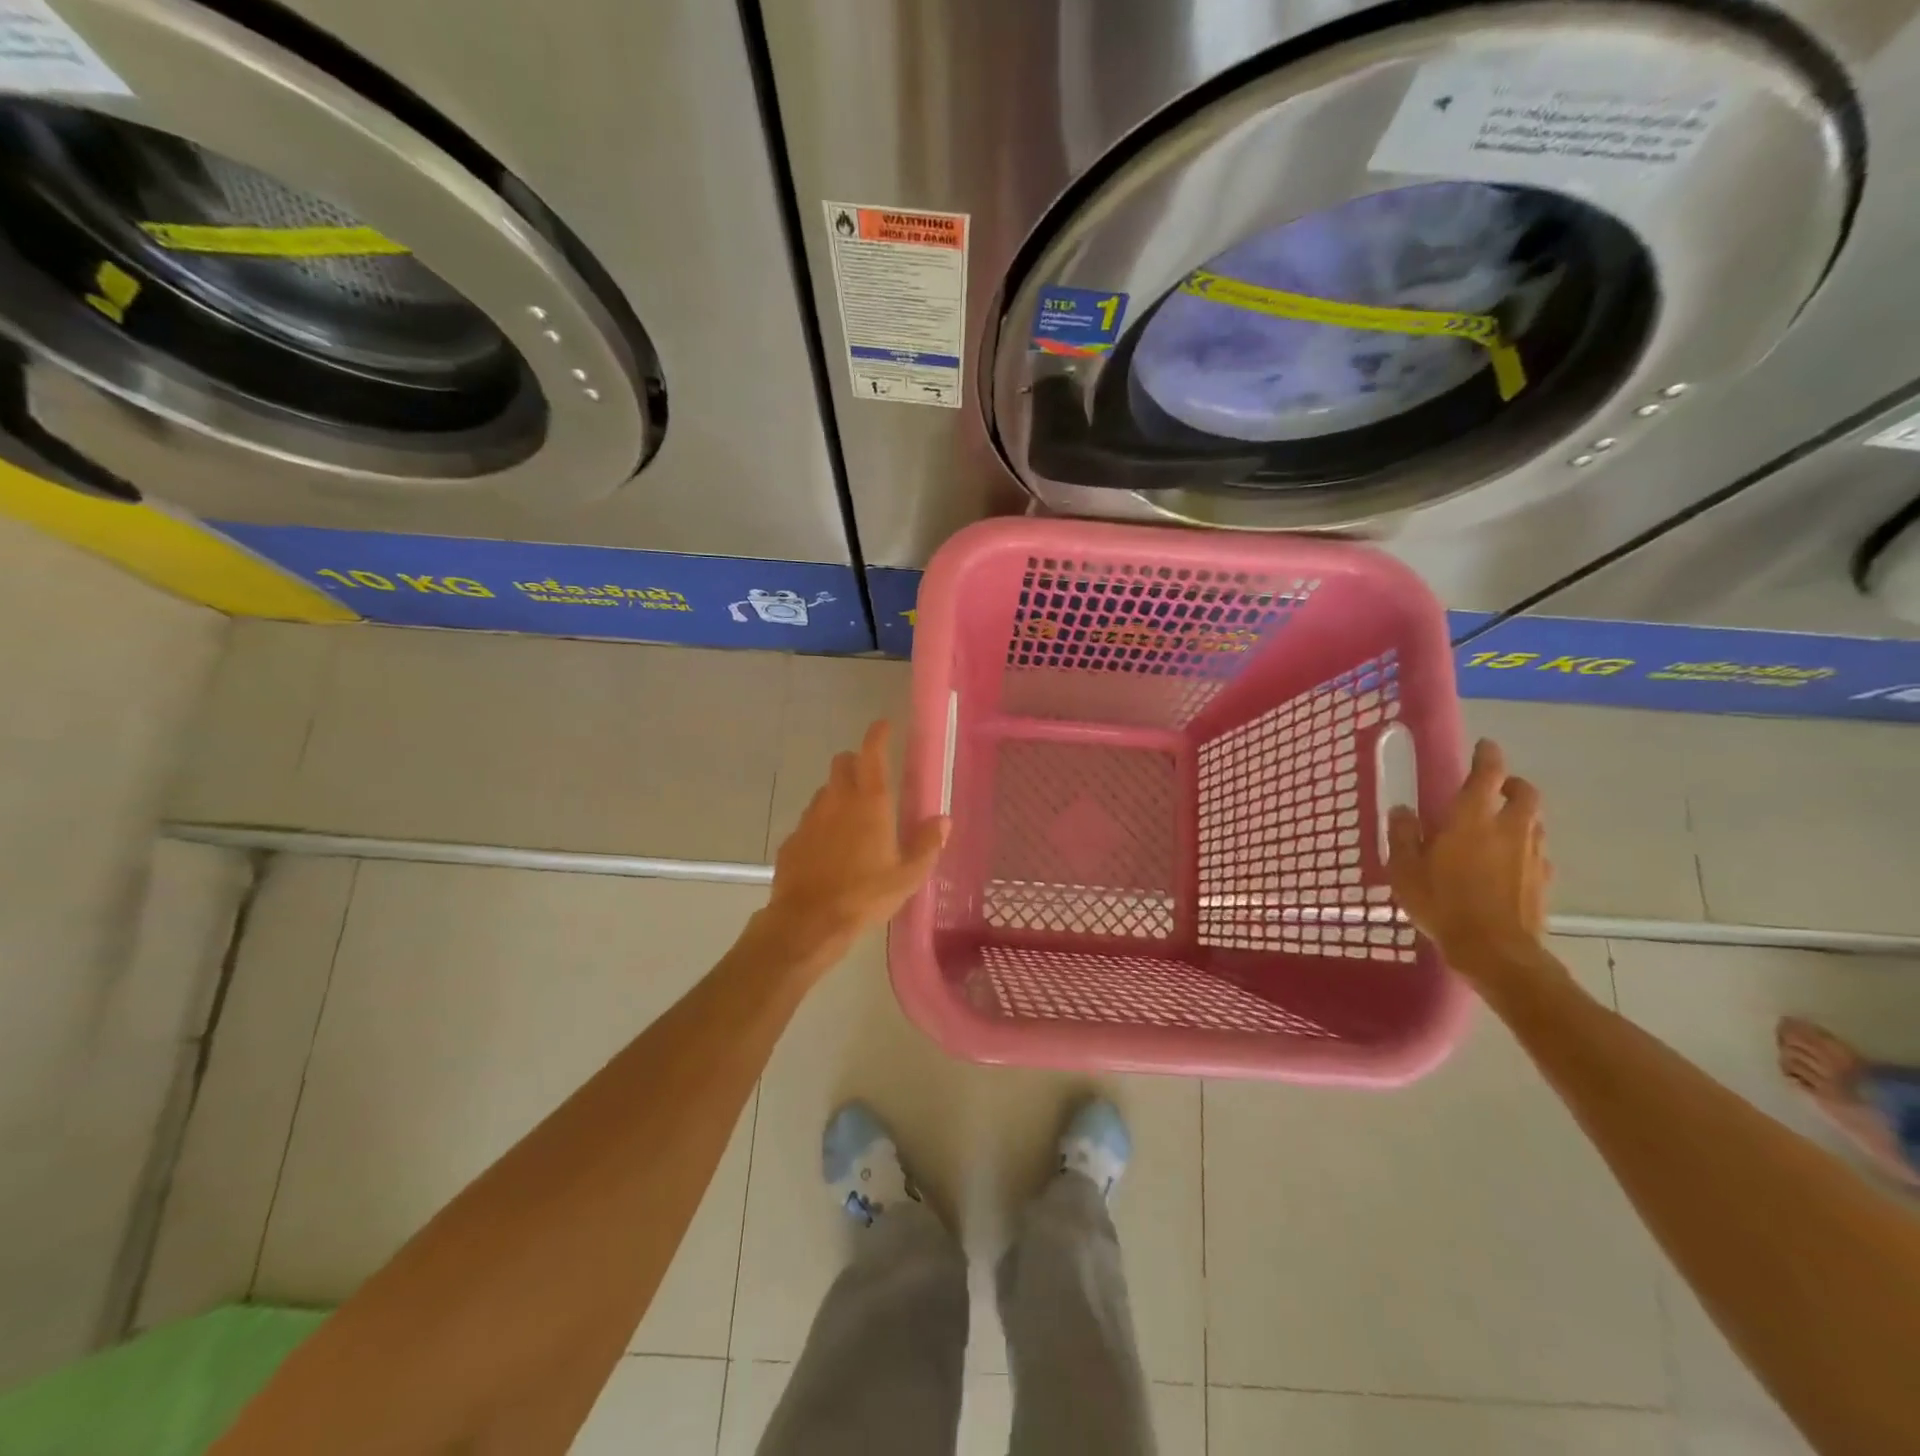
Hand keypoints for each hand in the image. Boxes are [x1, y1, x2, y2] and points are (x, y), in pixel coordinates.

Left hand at [762, 719, 947, 962]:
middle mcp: (837, 801)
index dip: (877, 735)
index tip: (883, 725)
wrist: (808, 922)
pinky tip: (829, 851)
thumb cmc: (865, 896)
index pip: (872, 754)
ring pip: (824, 791)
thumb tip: (943, 820)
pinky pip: (809, 822)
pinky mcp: (792, 840)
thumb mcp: (908, 876)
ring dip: (838, 794)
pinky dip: (821, 826)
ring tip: (852, 820)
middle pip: (842, 763)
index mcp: (870, 803)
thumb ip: (928, 844)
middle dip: (855, 761)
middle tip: (870, 777)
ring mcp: (810, 819)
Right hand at [1385, 738, 1551, 980]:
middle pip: (1525, 794)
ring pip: (1534, 822)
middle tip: (1496, 787)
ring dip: (1519, 815)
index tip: (1484, 745)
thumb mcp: (1405, 870)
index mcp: (1472, 819)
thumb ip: (1403, 835)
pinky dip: (1524, 848)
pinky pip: (1537, 853)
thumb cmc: (1442, 903)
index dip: (1487, 756)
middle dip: (1512, 784)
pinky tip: (1508, 863)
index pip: (1487, 774)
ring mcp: (1531, 856)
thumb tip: (1403, 811)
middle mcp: (1508, 829)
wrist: (1495, 951)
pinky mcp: (1543, 881)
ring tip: (1497, 825)